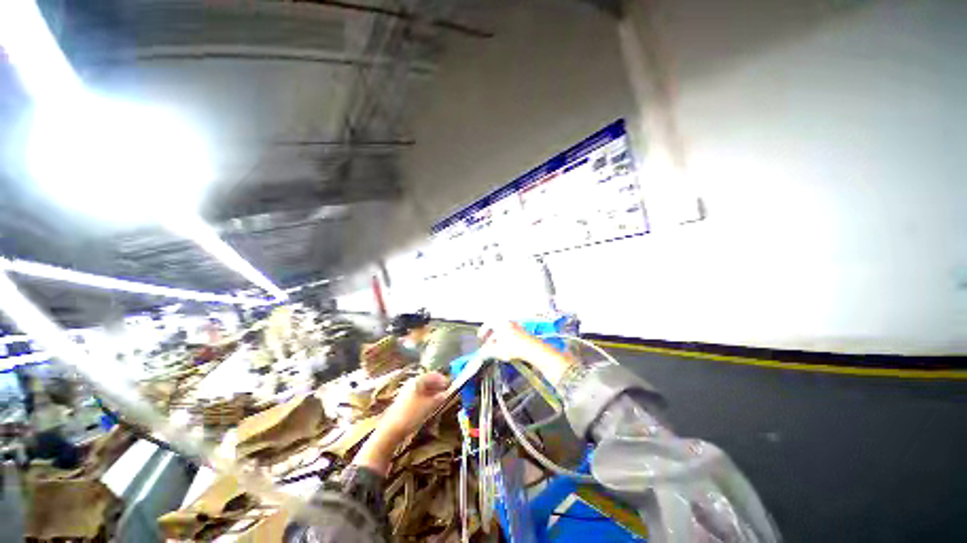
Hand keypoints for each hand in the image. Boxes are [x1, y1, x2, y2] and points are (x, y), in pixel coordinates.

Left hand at [377, 372, 450, 440]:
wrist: (391, 430)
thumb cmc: (411, 415)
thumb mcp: (429, 405)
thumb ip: (440, 397)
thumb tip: (447, 393)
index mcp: (418, 380)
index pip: (434, 375)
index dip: (443, 379)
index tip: (451, 386)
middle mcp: (412, 383)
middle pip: (428, 381)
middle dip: (438, 386)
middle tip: (446, 393)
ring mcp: (407, 391)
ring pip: (424, 388)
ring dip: (433, 392)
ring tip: (440, 400)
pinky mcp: (405, 401)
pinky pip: (419, 395)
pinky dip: (426, 398)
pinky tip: (430, 405)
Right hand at [478, 321, 577, 386]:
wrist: (532, 349)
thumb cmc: (515, 347)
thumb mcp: (496, 350)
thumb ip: (486, 351)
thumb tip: (480, 352)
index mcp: (500, 322)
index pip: (487, 324)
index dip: (482, 331)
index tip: (481, 337)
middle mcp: (507, 321)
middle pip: (496, 327)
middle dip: (490, 336)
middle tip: (487, 343)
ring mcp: (516, 325)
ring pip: (503, 331)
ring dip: (498, 338)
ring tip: (497, 348)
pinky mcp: (522, 331)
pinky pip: (511, 333)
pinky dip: (506, 339)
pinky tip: (507, 348)